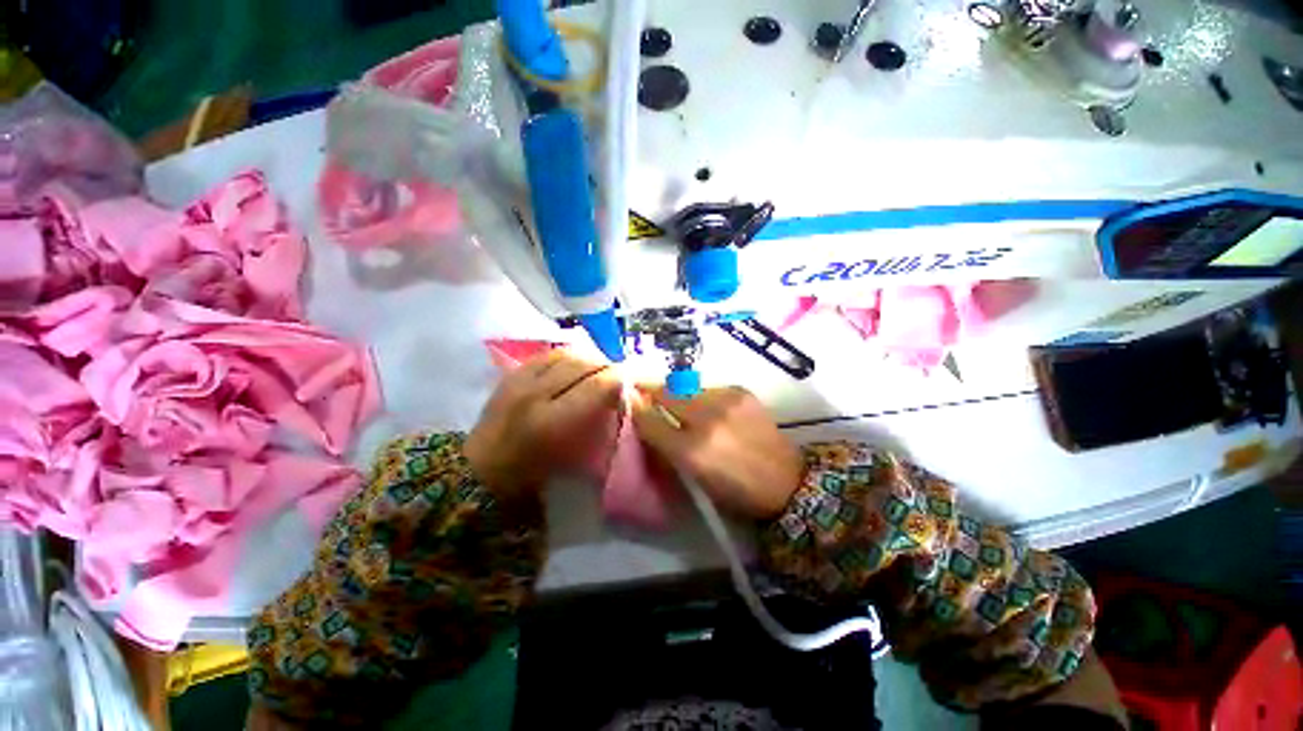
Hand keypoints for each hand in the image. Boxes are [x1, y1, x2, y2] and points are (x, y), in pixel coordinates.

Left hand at [466, 350, 620, 500]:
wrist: (478, 474)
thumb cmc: (529, 478)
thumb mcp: (570, 460)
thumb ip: (596, 426)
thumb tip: (619, 399)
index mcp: (549, 422)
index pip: (597, 386)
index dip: (620, 379)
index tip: (633, 383)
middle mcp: (534, 393)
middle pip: (583, 363)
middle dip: (609, 364)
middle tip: (622, 373)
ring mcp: (519, 380)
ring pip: (566, 353)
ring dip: (590, 357)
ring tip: (602, 367)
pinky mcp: (512, 374)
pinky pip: (548, 354)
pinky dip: (569, 356)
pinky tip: (578, 365)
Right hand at [631, 386, 802, 519]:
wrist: (788, 481)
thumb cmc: (736, 491)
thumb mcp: (695, 478)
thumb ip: (667, 447)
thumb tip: (646, 420)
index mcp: (692, 452)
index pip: (650, 421)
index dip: (636, 409)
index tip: (628, 400)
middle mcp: (707, 420)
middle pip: (666, 394)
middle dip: (650, 389)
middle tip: (641, 388)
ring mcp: (726, 401)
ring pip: (686, 387)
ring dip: (677, 394)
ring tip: (677, 402)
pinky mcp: (741, 391)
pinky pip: (709, 388)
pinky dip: (701, 396)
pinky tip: (708, 408)